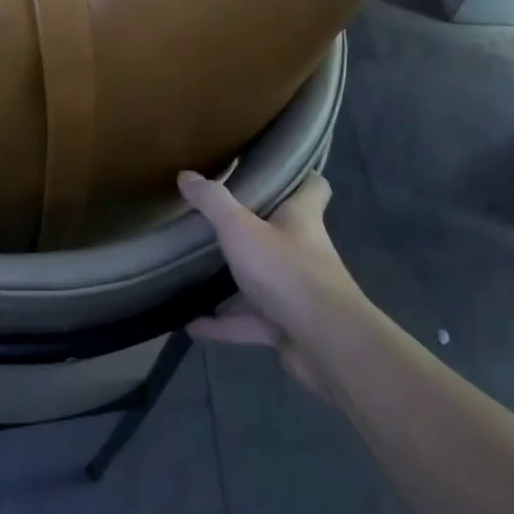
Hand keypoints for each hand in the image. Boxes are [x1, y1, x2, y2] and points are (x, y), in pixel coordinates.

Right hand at [178, 170, 360, 396]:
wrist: (326, 344)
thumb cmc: (286, 271)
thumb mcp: (240, 228)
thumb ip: (212, 202)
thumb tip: (186, 175)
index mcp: (301, 219)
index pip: (313, 188)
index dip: (300, 176)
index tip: (274, 169)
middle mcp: (304, 251)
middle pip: (282, 232)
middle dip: (253, 227)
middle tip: (217, 218)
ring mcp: (297, 292)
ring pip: (263, 280)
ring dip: (233, 281)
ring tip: (195, 273)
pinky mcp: (288, 327)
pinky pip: (249, 322)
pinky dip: (223, 324)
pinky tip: (191, 325)